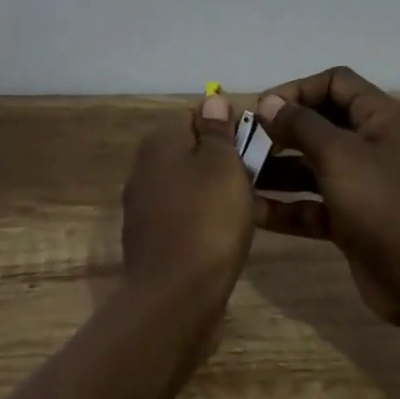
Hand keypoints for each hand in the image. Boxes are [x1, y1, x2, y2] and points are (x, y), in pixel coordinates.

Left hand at [121, 93, 255, 309]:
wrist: (175, 299)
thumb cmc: (207, 221)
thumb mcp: (223, 165)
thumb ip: (218, 130)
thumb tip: (212, 99)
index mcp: (160, 142)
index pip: (196, 115)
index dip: (228, 127)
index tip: (255, 147)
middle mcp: (144, 167)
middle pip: (191, 150)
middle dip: (222, 161)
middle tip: (255, 179)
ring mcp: (144, 206)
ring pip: (188, 185)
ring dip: (214, 193)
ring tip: (247, 210)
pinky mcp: (150, 239)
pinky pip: (182, 216)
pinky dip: (202, 221)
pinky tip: (223, 238)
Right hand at [252, 67, 399, 331]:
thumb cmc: (386, 204)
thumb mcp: (340, 156)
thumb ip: (301, 125)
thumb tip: (269, 103)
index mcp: (379, 118)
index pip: (334, 83)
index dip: (297, 89)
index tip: (262, 109)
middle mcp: (371, 145)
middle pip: (319, 124)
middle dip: (281, 131)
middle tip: (243, 142)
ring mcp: (362, 185)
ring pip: (311, 167)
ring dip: (276, 170)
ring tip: (238, 176)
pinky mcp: (352, 222)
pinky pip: (312, 205)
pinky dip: (286, 207)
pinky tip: (252, 211)